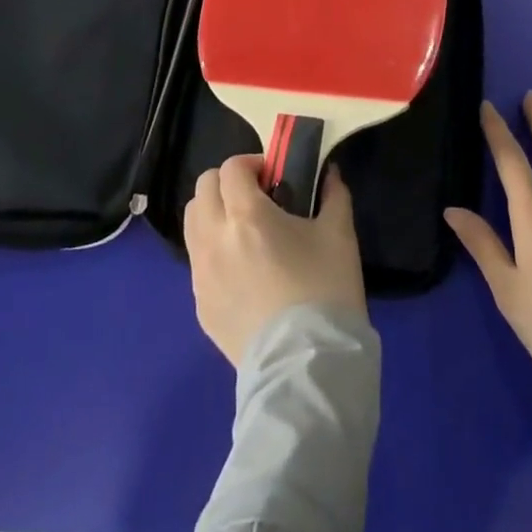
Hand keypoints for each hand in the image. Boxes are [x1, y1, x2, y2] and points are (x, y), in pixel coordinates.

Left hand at [184, 155, 367, 366]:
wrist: (306, 368)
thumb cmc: (325, 290)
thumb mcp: (339, 234)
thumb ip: (333, 194)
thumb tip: (330, 173)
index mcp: (246, 215)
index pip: (230, 168)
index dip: (251, 164)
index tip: (274, 177)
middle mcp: (214, 239)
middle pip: (202, 189)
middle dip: (228, 184)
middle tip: (258, 198)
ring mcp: (202, 275)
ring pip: (192, 223)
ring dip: (214, 213)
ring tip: (245, 230)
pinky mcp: (200, 307)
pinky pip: (198, 261)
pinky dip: (213, 249)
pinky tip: (243, 269)